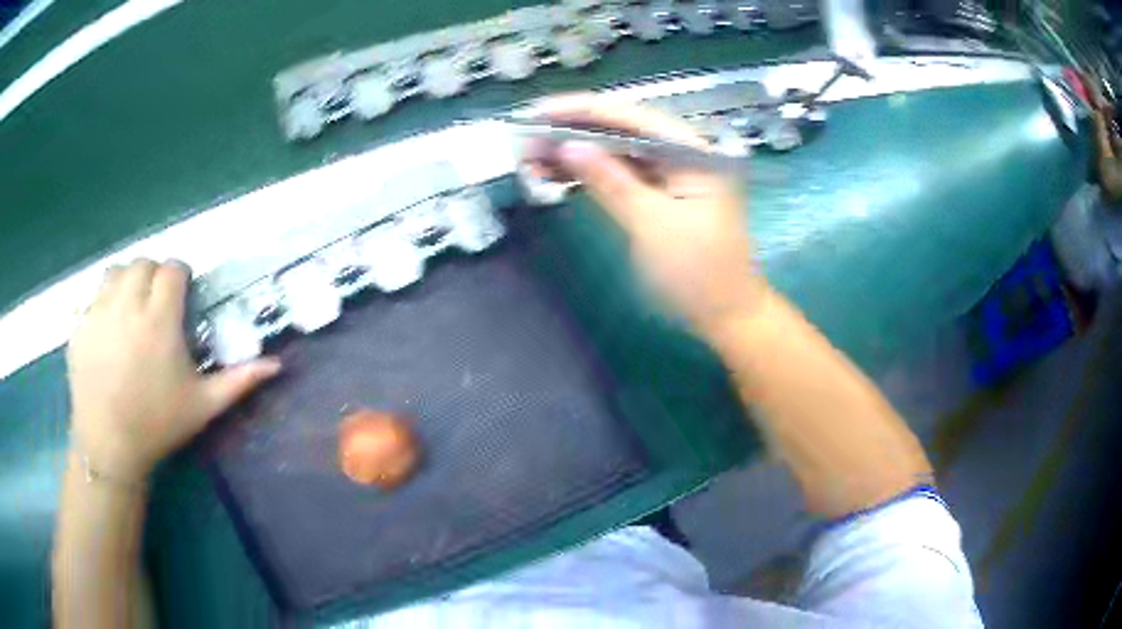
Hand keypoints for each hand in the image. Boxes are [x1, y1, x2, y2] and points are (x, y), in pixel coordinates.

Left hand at [67, 260, 280, 481]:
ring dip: (127, 281)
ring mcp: (99, 312)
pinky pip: (93, 296)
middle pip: (144, 263)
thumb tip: (278, 364)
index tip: (181, 293)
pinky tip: (109, 329)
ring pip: (116, 271)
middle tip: (156, 303)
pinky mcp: (80, 324)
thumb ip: (239, 380)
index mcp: (160, 320)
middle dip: (153, 275)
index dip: (180, 275)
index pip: (172, 269)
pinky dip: (104, 302)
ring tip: (131, 308)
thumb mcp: (203, 405)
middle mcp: (128, 305)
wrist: (109, 445)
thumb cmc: (158, 424)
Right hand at [533, 96, 765, 334]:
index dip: (581, 110)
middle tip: (526, 138)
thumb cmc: (699, 273)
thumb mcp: (653, 225)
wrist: (727, 314)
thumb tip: (569, 147)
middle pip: (622, 128)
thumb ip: (612, 181)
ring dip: (576, 151)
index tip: (537, 112)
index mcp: (692, 151)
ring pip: (617, 150)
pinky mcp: (660, 192)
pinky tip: (557, 172)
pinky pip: (621, 173)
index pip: (631, 116)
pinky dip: (590, 173)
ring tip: (532, 156)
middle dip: (572, 130)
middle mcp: (682, 152)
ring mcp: (671, 173)